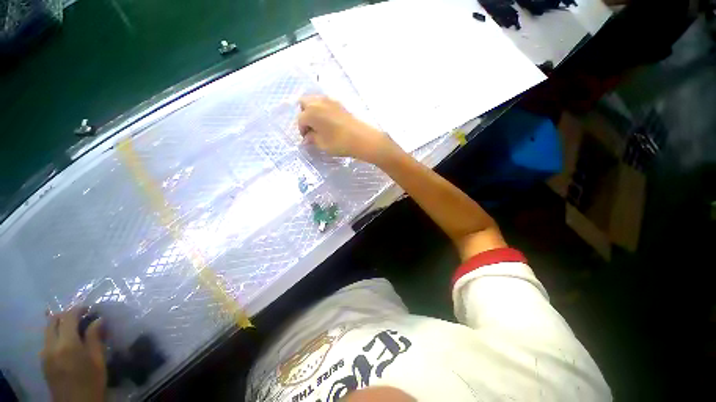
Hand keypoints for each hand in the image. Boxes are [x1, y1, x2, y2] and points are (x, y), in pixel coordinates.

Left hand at [41, 308, 105, 401]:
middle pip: (52, 321)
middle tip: (81, 317)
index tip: (88, 308)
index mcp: (67, 344)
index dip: (77, 309)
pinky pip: (48, 341)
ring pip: (48, 331)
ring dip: (60, 325)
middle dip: (65, 315)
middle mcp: (51, 346)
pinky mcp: (43, 361)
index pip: (68, 318)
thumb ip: (95, 338)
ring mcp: (44, 354)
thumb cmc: (92, 382)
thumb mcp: (98, 360)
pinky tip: (67, 344)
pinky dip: (56, 336)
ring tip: (75, 330)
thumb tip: (98, 320)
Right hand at [298, 96, 397, 164]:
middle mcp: (318, 102)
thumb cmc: (339, 143)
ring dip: (313, 110)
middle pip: (304, 103)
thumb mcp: (322, 144)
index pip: (300, 120)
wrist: (361, 138)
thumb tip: (307, 138)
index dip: (302, 130)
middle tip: (311, 128)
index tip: (307, 139)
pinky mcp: (340, 103)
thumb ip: (312, 139)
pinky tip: (329, 122)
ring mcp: (330, 101)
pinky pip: (326, 103)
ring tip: (320, 125)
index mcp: (310, 112)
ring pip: (315, 101)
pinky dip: (323, 109)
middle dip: (305, 114)